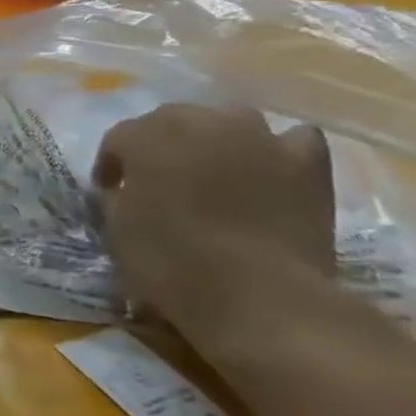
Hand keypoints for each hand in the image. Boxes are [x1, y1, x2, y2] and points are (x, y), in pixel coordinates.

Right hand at [92, 105, 334, 336]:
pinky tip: (269, 169)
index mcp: (146, 137)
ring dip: (215, 140)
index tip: (109, 192)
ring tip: (212, 171)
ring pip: (229, 120)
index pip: (118, 139)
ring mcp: (259, 137)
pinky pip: (292, 141)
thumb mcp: (118, 230)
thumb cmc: (172, 262)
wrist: (259, 295)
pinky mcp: (307, 163)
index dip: (111, 165)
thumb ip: (119, 197)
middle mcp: (200, 122)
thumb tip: (124, 191)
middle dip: (160, 145)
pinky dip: (277, 150)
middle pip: (172, 119)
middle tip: (158, 180)